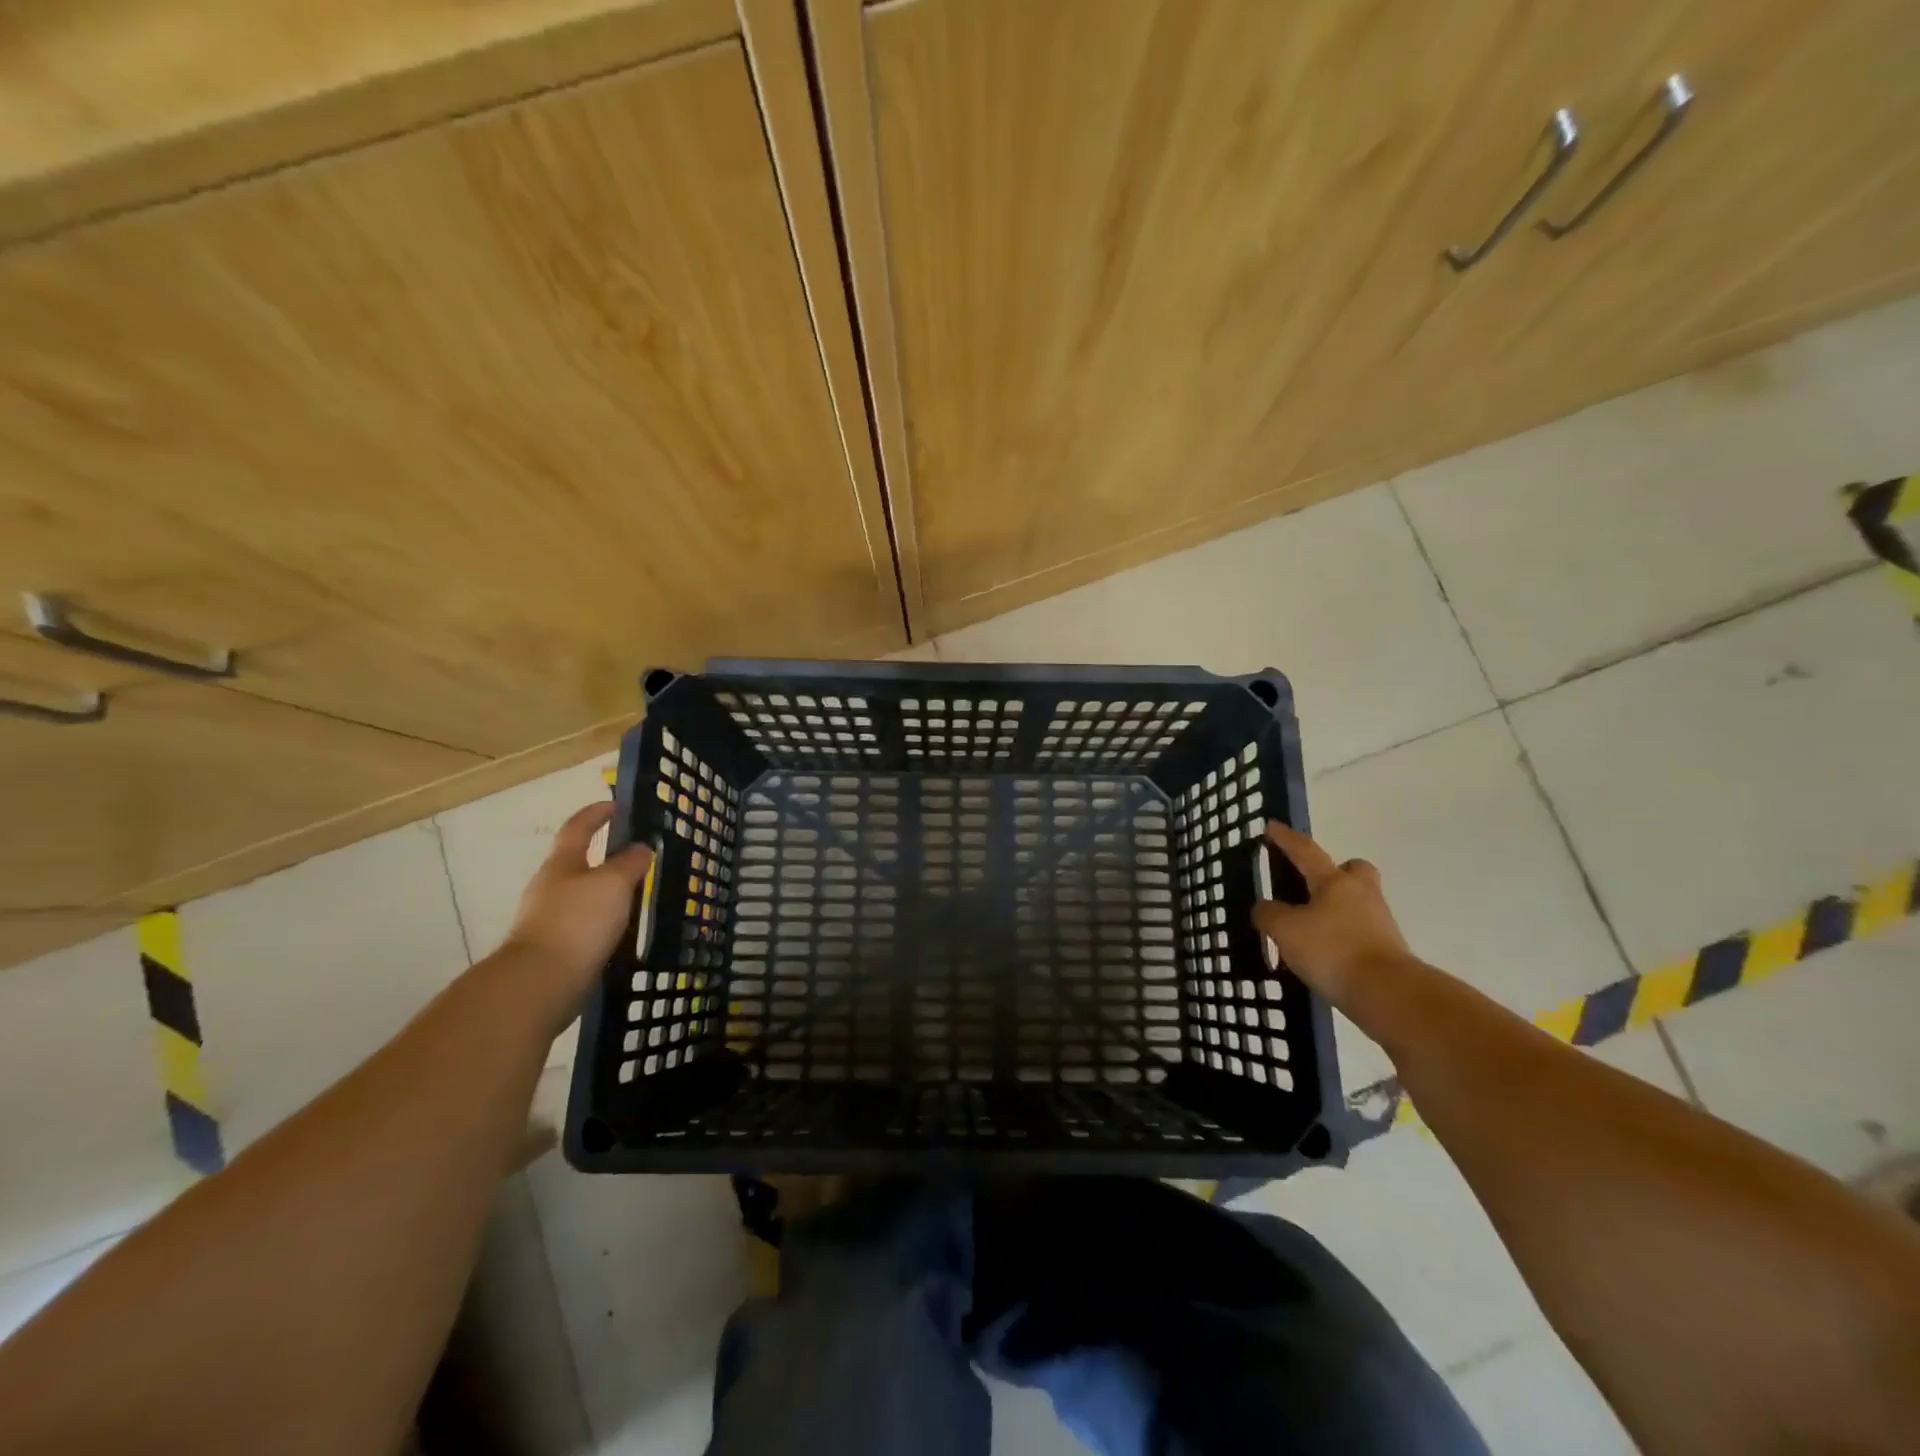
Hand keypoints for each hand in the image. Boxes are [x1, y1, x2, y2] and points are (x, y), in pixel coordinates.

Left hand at [502, 801, 653, 997]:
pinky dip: (603, 923)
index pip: (578, 828)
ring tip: (636, 897)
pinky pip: (584, 926)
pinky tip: (621, 932)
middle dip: (603, 858)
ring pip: (581, 897)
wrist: (540, 983)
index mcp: (561, 864)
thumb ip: (630, 863)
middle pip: (576, 863)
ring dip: (605, 894)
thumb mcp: (613, 883)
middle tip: (636, 858)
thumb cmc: (577, 921)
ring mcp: (548, 920)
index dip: (596, 814)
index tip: (615, 804)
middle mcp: (549, 888)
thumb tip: (641, 848)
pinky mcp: (554, 949)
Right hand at [1252, 822, 1410, 1008]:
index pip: (1306, 851)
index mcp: (1334, 881)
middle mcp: (1361, 894)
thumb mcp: (1285, 930)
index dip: (1286, 839)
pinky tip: (1323, 953)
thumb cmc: (1332, 950)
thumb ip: (1269, 914)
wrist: (1387, 994)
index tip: (1272, 826)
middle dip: (1335, 871)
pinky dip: (1341, 935)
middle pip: (1352, 870)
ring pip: (1356, 902)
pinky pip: (1359, 931)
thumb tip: (1266, 907)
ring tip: (1308, 928)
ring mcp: (1379, 921)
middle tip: (1313, 885)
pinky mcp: (1387, 949)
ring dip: (1335, 908)